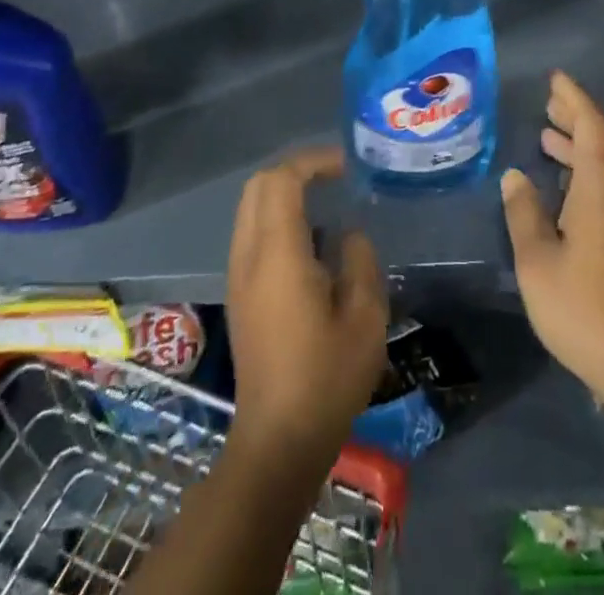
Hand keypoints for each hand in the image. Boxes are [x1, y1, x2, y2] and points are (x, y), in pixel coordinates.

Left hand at [225, 146, 387, 463]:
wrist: (278, 440)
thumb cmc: (327, 378)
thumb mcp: (365, 316)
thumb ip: (359, 260)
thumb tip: (348, 234)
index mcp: (278, 254)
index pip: (281, 180)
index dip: (313, 162)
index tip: (347, 167)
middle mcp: (249, 255)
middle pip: (258, 185)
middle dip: (295, 169)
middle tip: (335, 177)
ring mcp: (238, 275)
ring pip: (251, 207)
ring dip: (284, 192)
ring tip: (326, 201)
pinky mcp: (239, 293)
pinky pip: (252, 231)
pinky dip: (277, 217)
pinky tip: (311, 240)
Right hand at [502, 72, 603, 417]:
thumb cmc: (585, 309)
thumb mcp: (538, 262)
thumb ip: (524, 213)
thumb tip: (516, 177)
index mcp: (603, 186)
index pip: (591, 125)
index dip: (574, 99)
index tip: (555, 80)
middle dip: (580, 116)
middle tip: (551, 103)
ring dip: (587, 142)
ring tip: (553, 137)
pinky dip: (596, 166)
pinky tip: (573, 183)